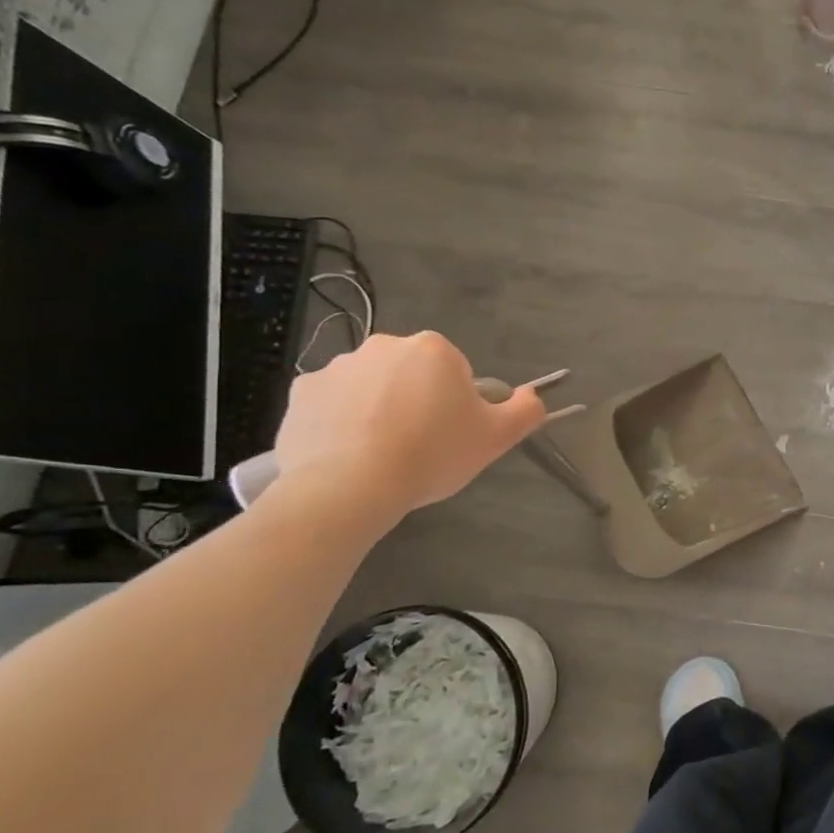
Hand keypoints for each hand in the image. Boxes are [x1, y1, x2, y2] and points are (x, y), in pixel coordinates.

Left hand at [270, 332, 548, 524]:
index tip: (450, 434)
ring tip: (379, 455)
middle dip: (416, 401)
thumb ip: (525, 411)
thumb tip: (532, 395)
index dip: (456, 405)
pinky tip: (345, 454)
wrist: (349, 487)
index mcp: (433, 349)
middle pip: (410, 374)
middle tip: (419, 445)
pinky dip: (339, 422)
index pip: (454, 372)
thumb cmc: (431, 454)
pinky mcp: (300, 392)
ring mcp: (337, 366)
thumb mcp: (496, 438)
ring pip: (370, 387)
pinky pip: (330, 404)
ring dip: (377, 410)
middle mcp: (384, 345)